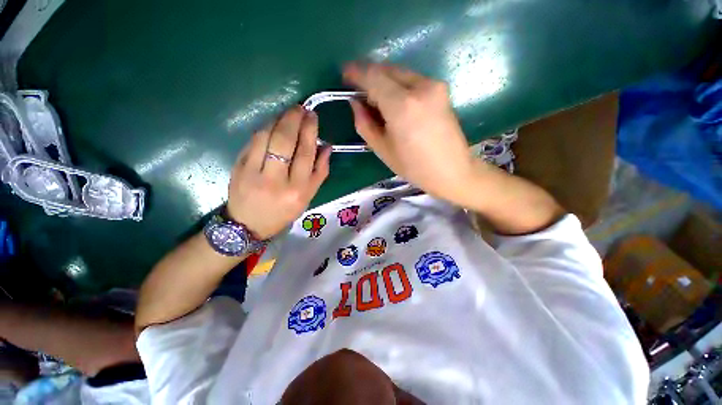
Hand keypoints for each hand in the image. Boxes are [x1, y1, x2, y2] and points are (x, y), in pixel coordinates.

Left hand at [227, 106, 330, 239]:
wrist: (249, 224)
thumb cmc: (283, 212)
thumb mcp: (308, 197)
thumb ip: (320, 172)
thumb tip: (327, 147)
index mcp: (297, 190)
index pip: (305, 153)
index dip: (309, 131)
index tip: (312, 116)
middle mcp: (276, 180)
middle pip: (284, 141)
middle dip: (293, 119)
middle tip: (300, 108)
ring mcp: (253, 173)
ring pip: (266, 137)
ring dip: (278, 120)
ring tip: (288, 114)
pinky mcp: (238, 167)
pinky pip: (253, 142)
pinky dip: (264, 129)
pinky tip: (272, 125)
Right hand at [343, 63, 480, 200]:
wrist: (452, 170)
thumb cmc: (414, 167)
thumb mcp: (383, 150)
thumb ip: (365, 124)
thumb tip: (356, 103)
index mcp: (402, 105)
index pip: (373, 77)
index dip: (356, 73)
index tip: (345, 74)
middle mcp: (420, 87)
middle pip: (387, 70)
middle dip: (370, 76)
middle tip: (360, 92)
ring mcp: (434, 86)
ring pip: (400, 73)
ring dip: (384, 81)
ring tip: (377, 101)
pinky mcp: (441, 90)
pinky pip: (412, 80)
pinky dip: (398, 86)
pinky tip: (395, 103)